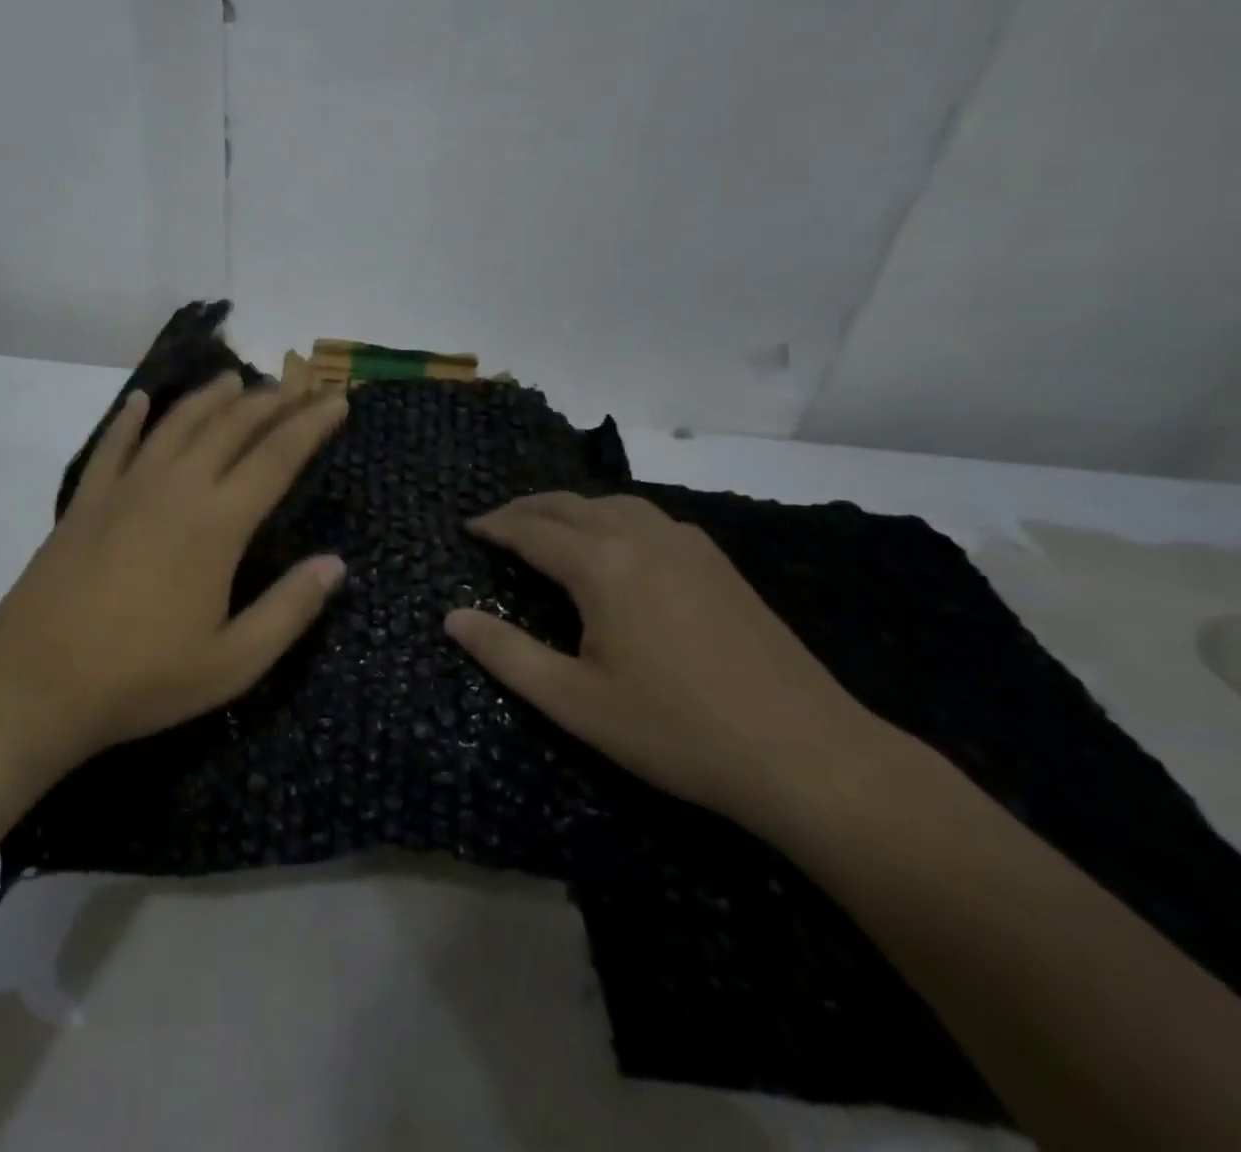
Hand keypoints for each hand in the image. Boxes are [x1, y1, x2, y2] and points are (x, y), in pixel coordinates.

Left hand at [0, 374, 348, 789]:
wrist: (33, 684)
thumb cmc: (141, 680)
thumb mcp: (232, 663)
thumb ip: (289, 609)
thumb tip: (336, 563)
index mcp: (217, 523)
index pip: (277, 456)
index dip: (311, 424)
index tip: (337, 400)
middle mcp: (175, 488)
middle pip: (230, 427)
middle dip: (270, 401)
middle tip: (298, 385)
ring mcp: (125, 488)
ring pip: (177, 424)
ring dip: (210, 397)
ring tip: (236, 379)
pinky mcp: (86, 500)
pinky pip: (113, 443)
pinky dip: (131, 417)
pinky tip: (142, 402)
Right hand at [444, 492, 889, 830]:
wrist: (807, 754)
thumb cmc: (675, 730)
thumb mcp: (574, 701)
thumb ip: (506, 654)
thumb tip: (451, 618)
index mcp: (602, 565)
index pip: (532, 530)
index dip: (495, 526)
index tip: (468, 528)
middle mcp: (641, 537)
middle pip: (569, 504)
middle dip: (526, 509)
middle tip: (496, 524)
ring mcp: (687, 545)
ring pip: (612, 504)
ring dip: (570, 508)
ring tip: (546, 527)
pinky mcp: (718, 563)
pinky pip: (648, 518)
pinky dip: (610, 517)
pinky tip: (614, 545)